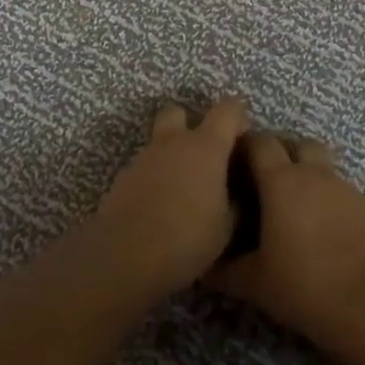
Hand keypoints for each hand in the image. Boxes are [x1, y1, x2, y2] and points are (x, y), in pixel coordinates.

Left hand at [93, 98, 250, 292]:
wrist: (126, 255)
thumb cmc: (188, 237)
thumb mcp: (226, 227)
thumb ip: (233, 203)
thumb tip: (233, 197)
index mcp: (205, 147)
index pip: (228, 109)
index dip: (238, 116)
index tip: (243, 138)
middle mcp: (172, 143)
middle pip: (178, 112)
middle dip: (191, 124)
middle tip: (204, 156)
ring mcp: (143, 158)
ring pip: (158, 143)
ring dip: (171, 156)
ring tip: (182, 192)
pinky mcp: (121, 179)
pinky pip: (144, 168)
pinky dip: (154, 179)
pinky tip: (159, 208)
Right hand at [206, 132, 364, 343]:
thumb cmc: (303, 284)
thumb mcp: (253, 282)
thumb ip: (225, 270)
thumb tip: (203, 268)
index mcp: (281, 180)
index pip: (259, 142)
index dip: (244, 145)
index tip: (231, 163)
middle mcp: (315, 175)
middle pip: (297, 144)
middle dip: (282, 155)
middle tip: (265, 183)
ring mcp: (346, 189)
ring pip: (323, 169)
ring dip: (308, 179)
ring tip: (294, 212)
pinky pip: (342, 193)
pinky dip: (329, 203)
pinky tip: (322, 233)